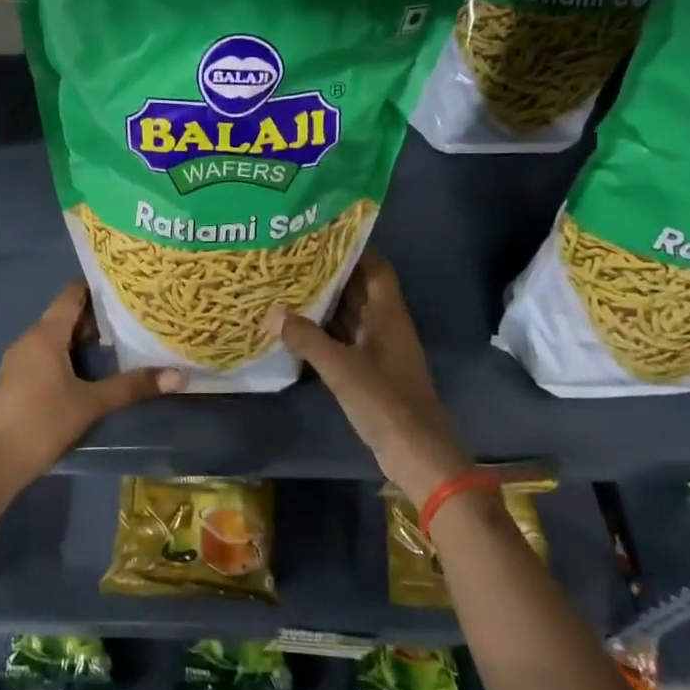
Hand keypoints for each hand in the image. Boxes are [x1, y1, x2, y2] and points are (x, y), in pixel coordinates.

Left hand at [0, 282, 183, 491]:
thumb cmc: (43, 422)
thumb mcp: (92, 403)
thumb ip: (132, 386)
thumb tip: (178, 375)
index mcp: (45, 334)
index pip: (71, 294)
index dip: (96, 286)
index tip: (125, 286)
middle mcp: (29, 339)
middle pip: (64, 316)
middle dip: (96, 316)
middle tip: (131, 317)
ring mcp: (18, 360)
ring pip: (54, 338)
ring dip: (82, 338)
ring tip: (117, 342)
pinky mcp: (15, 381)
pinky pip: (45, 355)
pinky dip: (67, 355)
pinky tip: (88, 371)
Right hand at [264, 250, 467, 506]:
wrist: (418, 455)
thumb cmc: (386, 403)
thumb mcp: (342, 369)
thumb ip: (306, 339)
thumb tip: (271, 313)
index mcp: (388, 315)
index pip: (375, 267)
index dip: (352, 248)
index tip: (318, 235)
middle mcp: (385, 326)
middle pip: (359, 289)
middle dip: (329, 274)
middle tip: (290, 259)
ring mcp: (378, 350)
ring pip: (349, 316)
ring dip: (323, 304)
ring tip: (285, 287)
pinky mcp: (370, 372)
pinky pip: (343, 341)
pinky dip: (323, 332)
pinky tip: (294, 330)